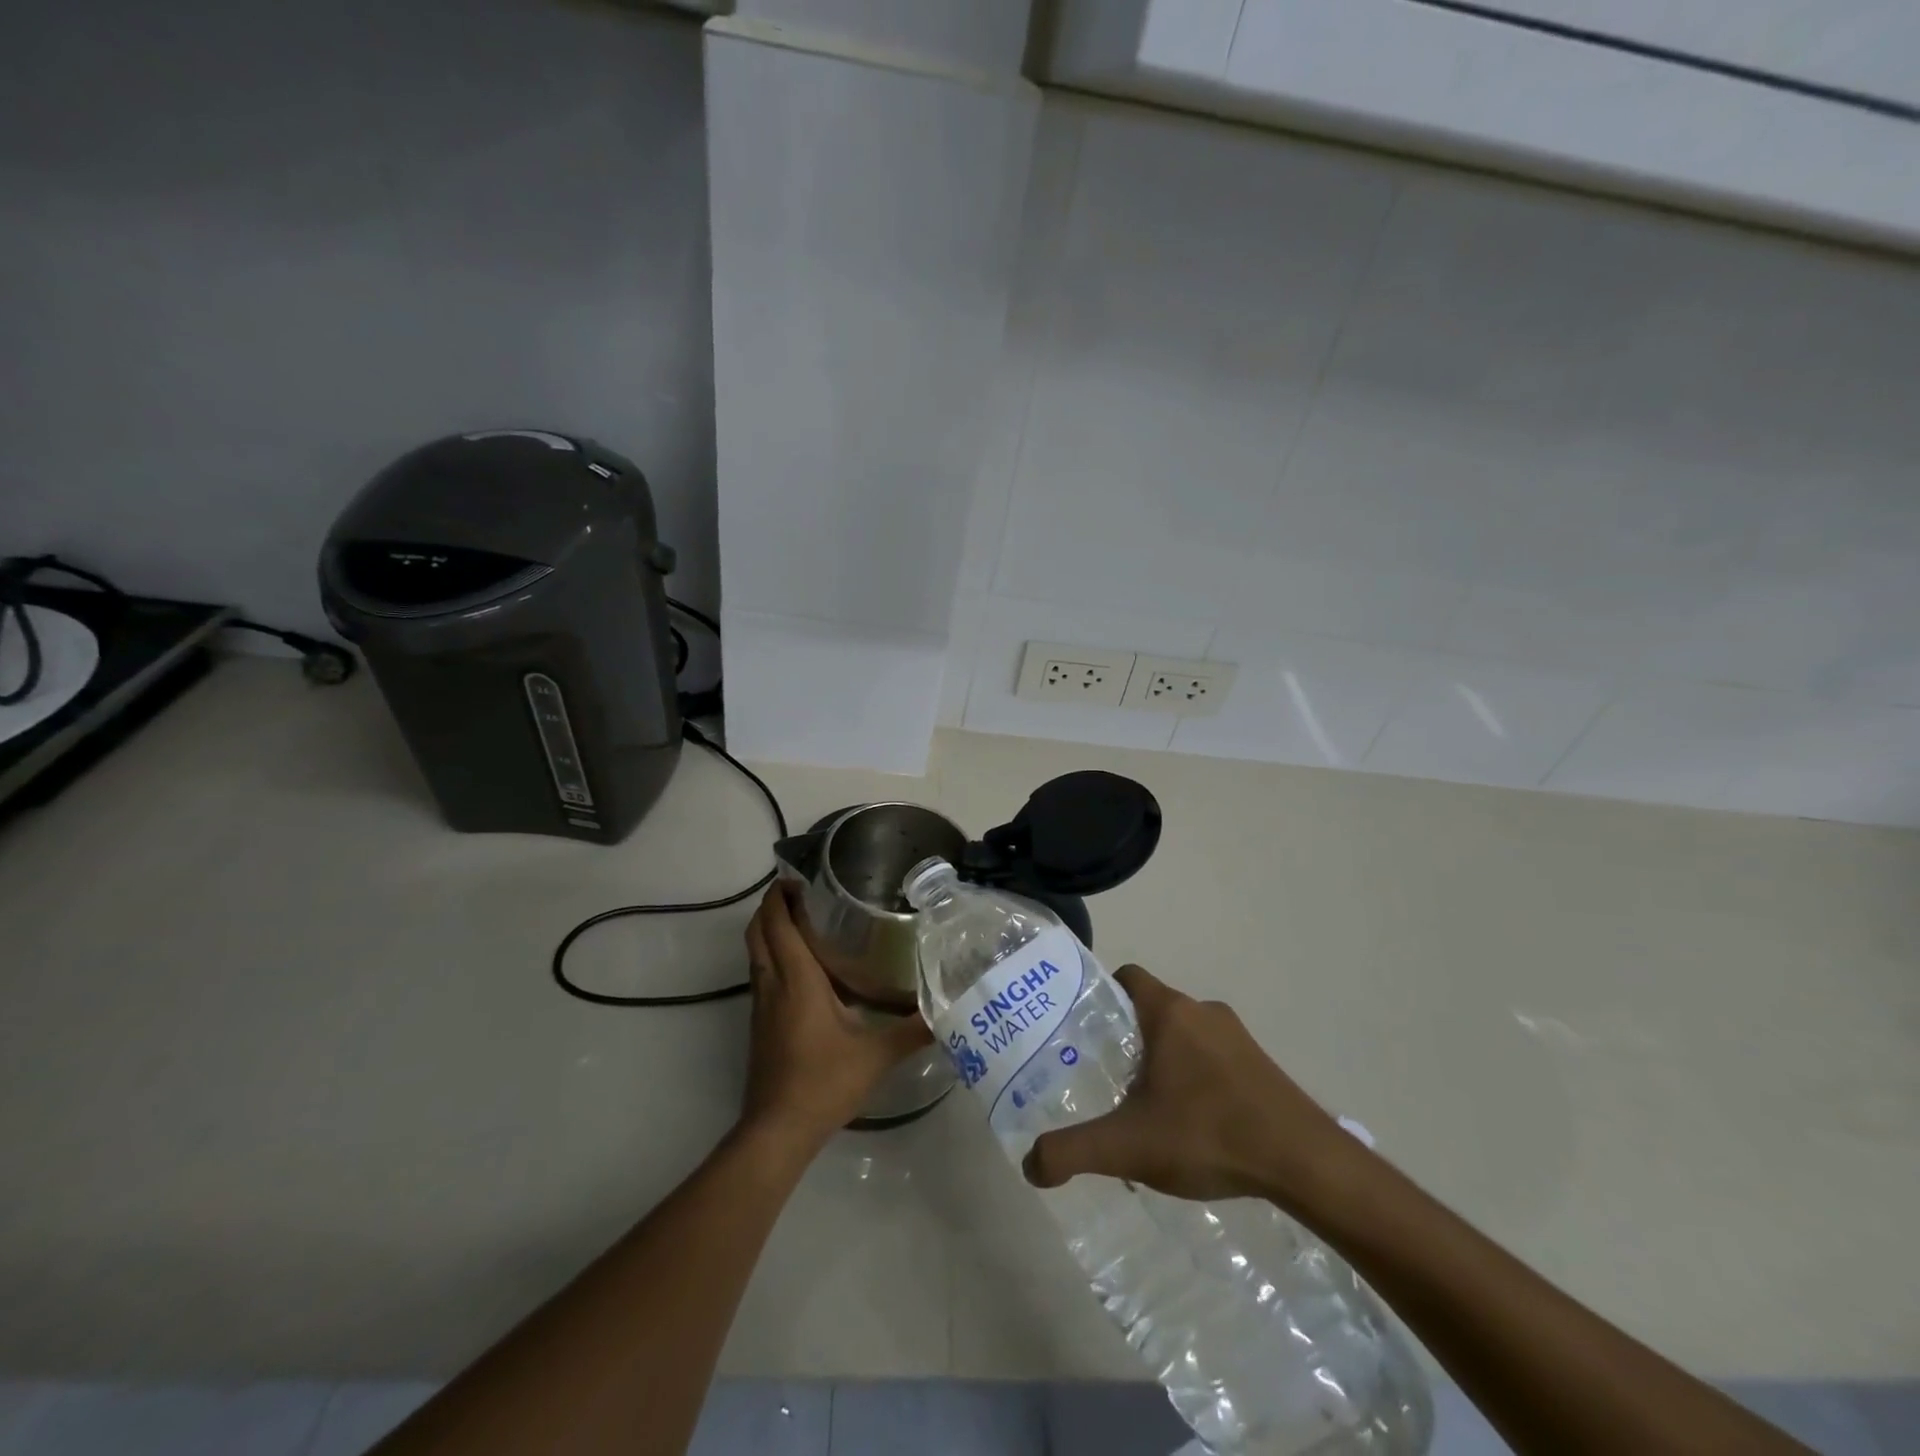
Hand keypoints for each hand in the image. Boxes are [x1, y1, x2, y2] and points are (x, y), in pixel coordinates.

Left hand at [740, 884, 931, 1148]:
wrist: (778, 1131)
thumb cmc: (824, 1082)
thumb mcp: (876, 1055)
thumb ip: (912, 1030)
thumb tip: (947, 1011)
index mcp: (796, 980)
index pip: (776, 924)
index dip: (779, 896)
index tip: (799, 878)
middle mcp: (772, 984)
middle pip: (757, 932)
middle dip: (771, 906)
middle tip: (802, 893)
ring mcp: (761, 1005)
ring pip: (755, 953)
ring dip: (770, 930)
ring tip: (804, 921)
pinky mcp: (759, 1024)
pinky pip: (761, 974)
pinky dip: (773, 955)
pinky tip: (803, 968)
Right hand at [1023, 965, 1351, 1207]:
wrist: (1306, 1163)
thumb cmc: (1208, 1134)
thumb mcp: (1128, 1147)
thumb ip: (1073, 1152)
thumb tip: (1029, 1164)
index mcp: (1169, 1012)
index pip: (1126, 977)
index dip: (1101, 995)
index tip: (1086, 1031)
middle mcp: (1202, 1010)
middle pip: (1153, 1009)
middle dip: (1129, 1038)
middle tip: (1108, 1078)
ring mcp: (1238, 1036)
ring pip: (1186, 1034)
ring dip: (1165, 1060)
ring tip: (1150, 1109)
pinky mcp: (1262, 1064)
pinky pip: (1215, 1057)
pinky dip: (1198, 1078)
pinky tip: (1196, 1126)